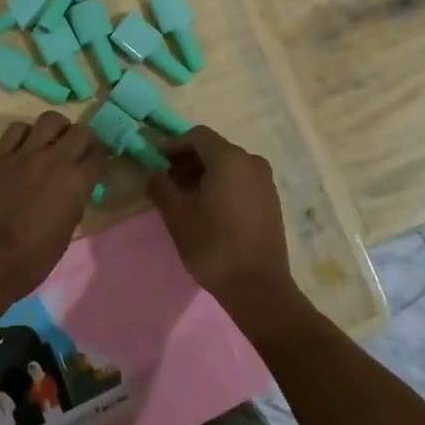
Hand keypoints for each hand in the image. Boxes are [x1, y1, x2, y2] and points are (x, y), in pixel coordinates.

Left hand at [0, 112, 102, 311]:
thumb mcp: (65, 233)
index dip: (99, 161)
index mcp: (75, 182)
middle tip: (78, 152)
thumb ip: (73, 203)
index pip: (98, 156)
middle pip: (80, 131)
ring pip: (49, 119)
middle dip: (83, 140)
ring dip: (56, 129)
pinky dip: (25, 133)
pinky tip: (24, 147)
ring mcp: (24, 154)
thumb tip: (74, 191)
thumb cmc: (31, 259)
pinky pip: (16, 129)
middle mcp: (54, 159)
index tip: (95, 167)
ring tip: (52, 142)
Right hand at [146, 126, 297, 322]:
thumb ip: (160, 187)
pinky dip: (223, 184)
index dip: (174, 145)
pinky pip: (242, 180)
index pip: (197, 136)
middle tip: (167, 179)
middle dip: (188, 160)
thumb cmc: (214, 246)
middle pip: (214, 149)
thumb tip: (153, 174)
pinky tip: (209, 208)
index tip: (157, 161)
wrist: (259, 288)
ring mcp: (265, 181)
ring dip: (204, 173)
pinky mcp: (271, 200)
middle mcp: (251, 161)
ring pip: (229, 165)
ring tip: (185, 196)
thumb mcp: (177, 216)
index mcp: (229, 158)